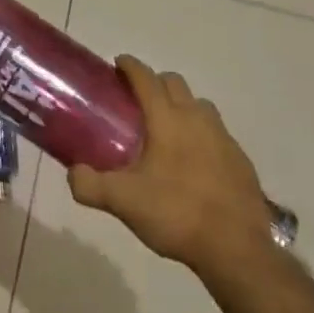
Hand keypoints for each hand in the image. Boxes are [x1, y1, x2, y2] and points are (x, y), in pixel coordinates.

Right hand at [68, 56, 280, 280]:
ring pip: (199, 105)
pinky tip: (193, 161)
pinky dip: (201, 133)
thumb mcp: (123, 202)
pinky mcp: (240, 159)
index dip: (130, 66)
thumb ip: (90, 185)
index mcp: (167, 119)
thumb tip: (73, 173)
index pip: (146, 79)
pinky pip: (217, 132)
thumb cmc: (176, 214)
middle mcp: (197, 118)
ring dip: (181, 105)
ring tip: (165, 129)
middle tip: (136, 101)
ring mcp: (223, 137)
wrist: (236, 249)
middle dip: (155, 82)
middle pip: (175, 83)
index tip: (118, 64)